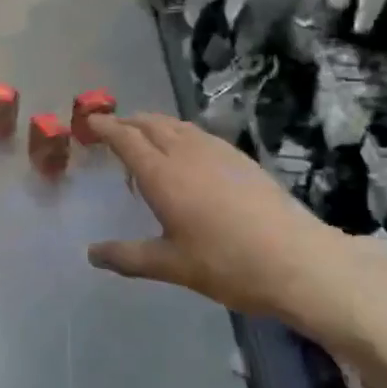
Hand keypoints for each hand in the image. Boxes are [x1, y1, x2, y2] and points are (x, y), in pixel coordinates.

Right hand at [86, 114, 386, 356]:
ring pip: (177, 125)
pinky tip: (186, 153)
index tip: (90, 122)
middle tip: (112, 130)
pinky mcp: (241, 158)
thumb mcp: (171, 266)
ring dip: (154, 125)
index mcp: (162, 175)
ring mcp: (218, 152)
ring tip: (145, 139)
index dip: (106, 127)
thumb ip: (128, 257)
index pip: (126, 139)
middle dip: (128, 122)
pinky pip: (199, 133)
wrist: (297, 260)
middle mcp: (186, 153)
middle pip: (150, 124)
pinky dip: (179, 133)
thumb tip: (91, 254)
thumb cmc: (226, 264)